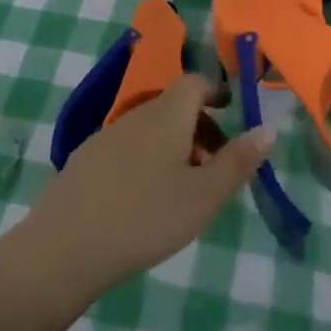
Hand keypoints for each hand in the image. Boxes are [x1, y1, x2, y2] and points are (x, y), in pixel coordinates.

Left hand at [25, 74, 273, 296]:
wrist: (64, 249)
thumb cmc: (145, 218)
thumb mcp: (204, 196)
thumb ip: (237, 161)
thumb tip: (267, 129)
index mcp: (166, 115)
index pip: (194, 82)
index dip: (216, 91)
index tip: (233, 113)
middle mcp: (134, 116)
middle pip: (173, 107)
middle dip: (200, 127)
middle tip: (215, 166)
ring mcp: (104, 137)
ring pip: (149, 129)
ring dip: (173, 146)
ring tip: (184, 190)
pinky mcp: (83, 161)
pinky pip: (126, 148)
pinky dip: (146, 160)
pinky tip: (144, 201)